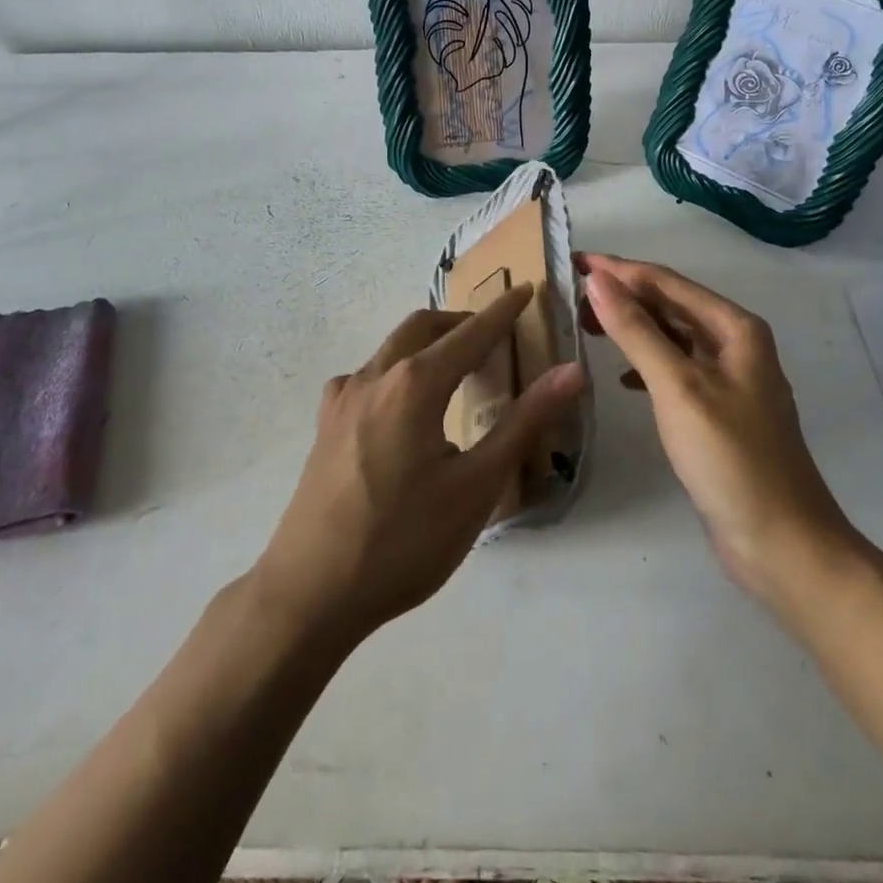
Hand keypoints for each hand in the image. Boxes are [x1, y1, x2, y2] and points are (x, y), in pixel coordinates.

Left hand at [254, 285, 583, 648]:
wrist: (310, 592)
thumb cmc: (403, 541)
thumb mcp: (476, 486)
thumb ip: (524, 423)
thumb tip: (572, 372)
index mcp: (414, 384)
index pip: (469, 334)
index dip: (501, 312)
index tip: (525, 289)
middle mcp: (374, 376)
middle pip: (423, 327)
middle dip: (461, 323)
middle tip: (493, 336)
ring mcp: (343, 399)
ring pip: (391, 348)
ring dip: (427, 344)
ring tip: (454, 369)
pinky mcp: (325, 424)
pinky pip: (367, 376)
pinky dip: (396, 371)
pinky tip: (401, 406)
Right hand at [578, 253, 858, 600]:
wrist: (783, 544)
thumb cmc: (731, 458)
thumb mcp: (678, 387)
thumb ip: (637, 330)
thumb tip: (597, 279)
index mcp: (735, 327)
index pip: (666, 281)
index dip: (618, 269)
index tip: (573, 261)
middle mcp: (735, 344)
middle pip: (671, 304)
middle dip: (624, 295)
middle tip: (572, 296)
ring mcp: (729, 379)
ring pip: (672, 336)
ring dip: (633, 327)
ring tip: (588, 326)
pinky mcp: (719, 412)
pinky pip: (675, 369)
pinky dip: (646, 364)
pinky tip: (622, 377)